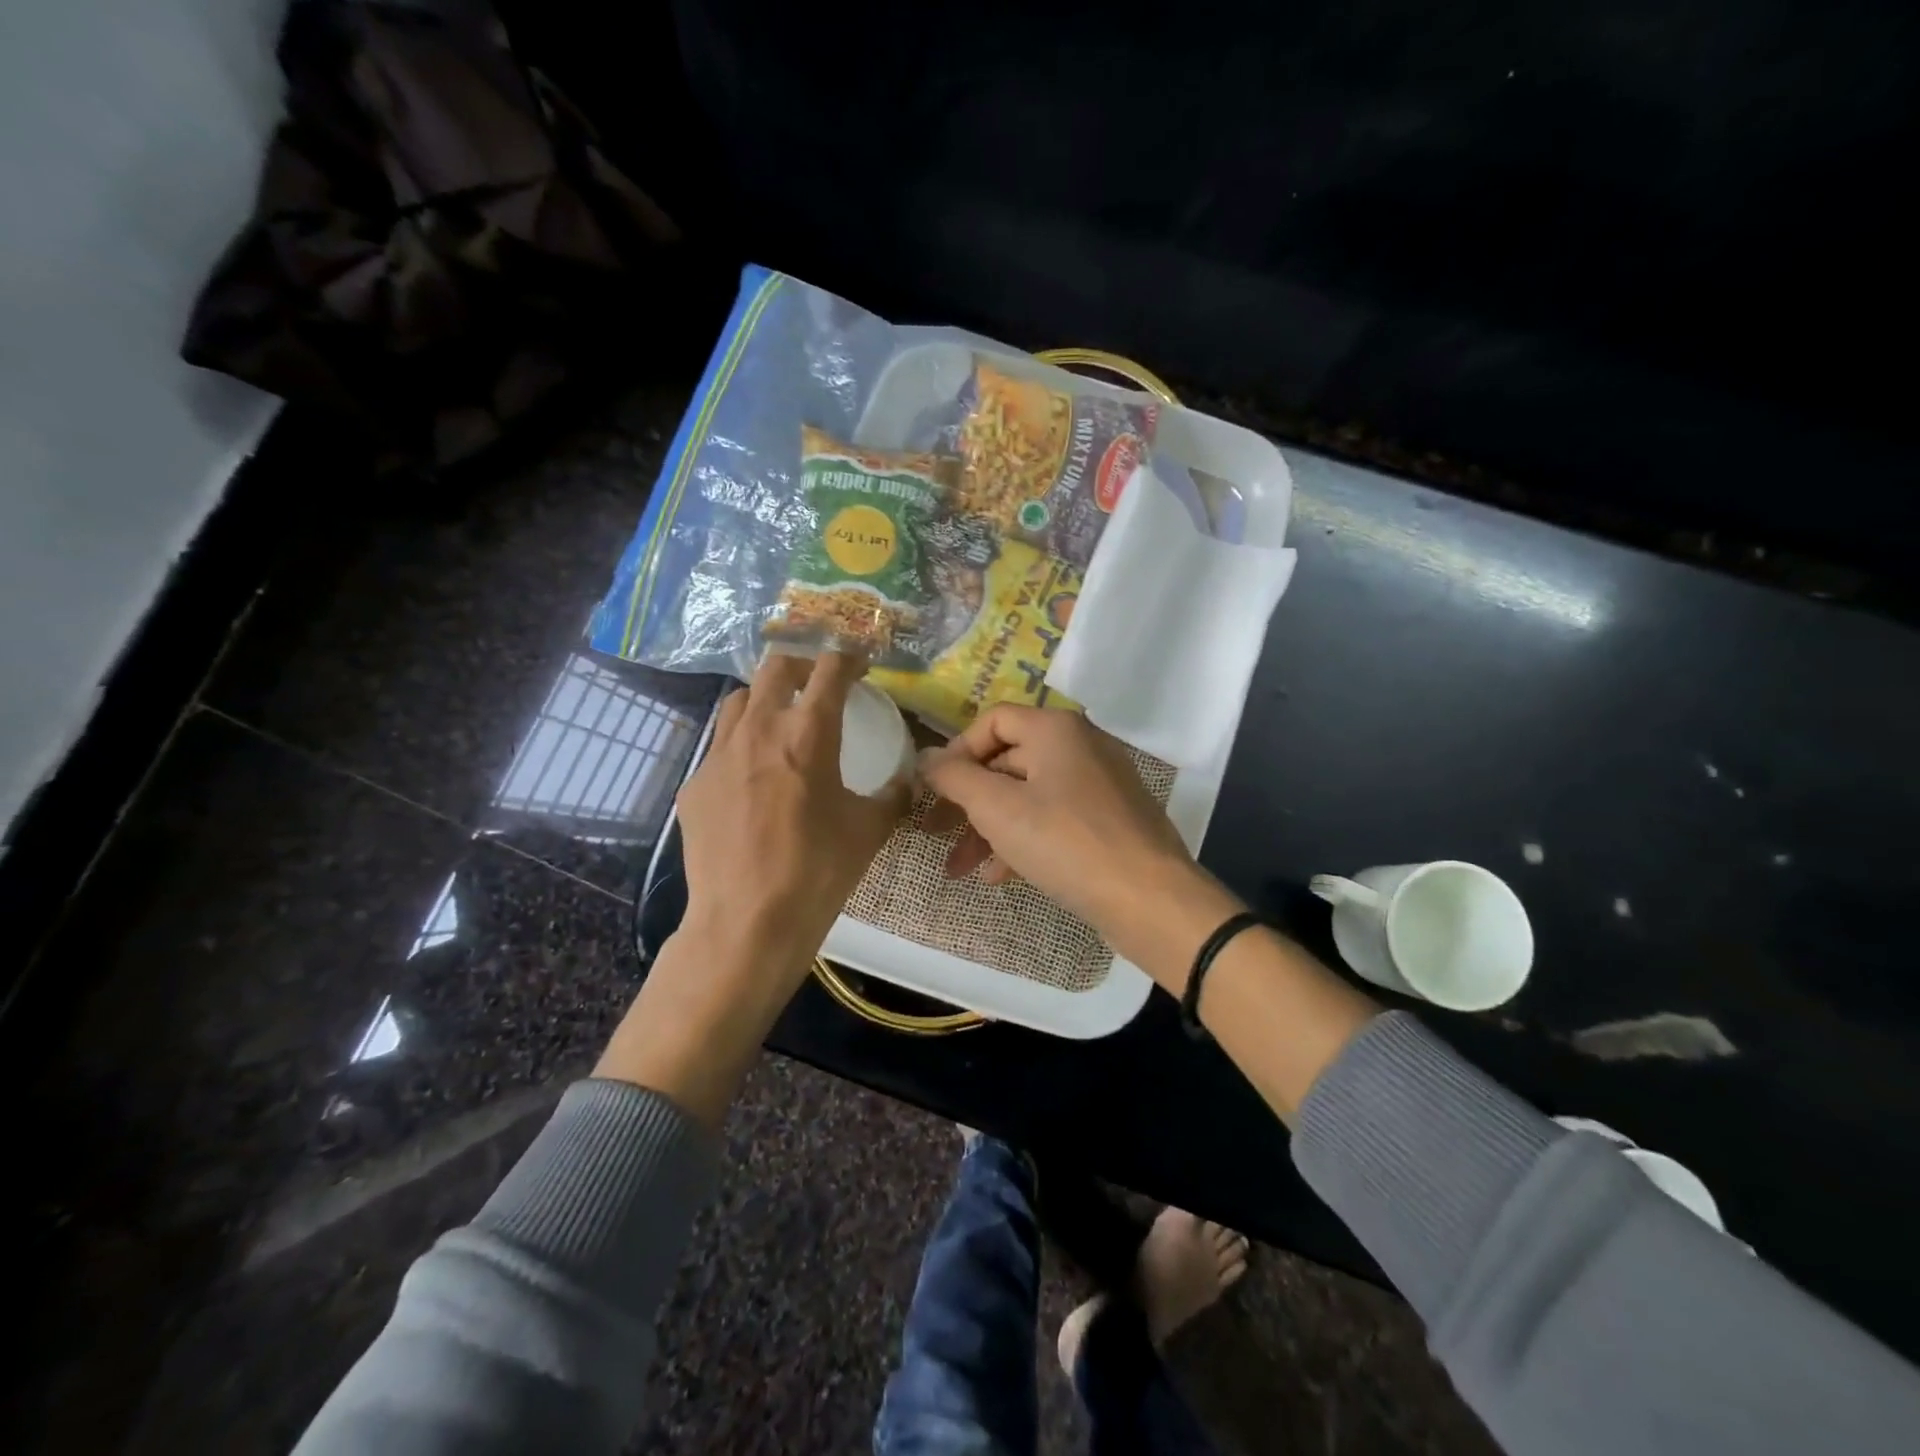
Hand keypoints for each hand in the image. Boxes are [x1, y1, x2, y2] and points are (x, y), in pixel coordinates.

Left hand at [596, 650, 907, 1124]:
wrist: (747, 923)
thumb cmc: (818, 872)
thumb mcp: (869, 831)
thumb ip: (894, 795)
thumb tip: (910, 779)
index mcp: (808, 734)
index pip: (830, 670)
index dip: (849, 656)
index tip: (861, 661)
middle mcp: (759, 730)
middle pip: (776, 667)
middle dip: (803, 664)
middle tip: (821, 682)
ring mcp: (718, 756)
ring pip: (739, 700)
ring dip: (765, 698)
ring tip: (782, 721)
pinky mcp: (694, 785)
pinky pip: (719, 747)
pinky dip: (741, 745)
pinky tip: (753, 780)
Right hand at [918, 705, 1243, 985]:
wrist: (1149, 899)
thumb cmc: (1066, 842)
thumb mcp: (997, 809)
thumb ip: (955, 778)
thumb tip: (926, 758)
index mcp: (1056, 729)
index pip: (992, 721)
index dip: (957, 751)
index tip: (936, 790)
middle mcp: (1080, 746)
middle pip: (1008, 761)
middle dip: (968, 800)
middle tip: (937, 832)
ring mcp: (1099, 783)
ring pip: (1029, 795)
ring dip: (990, 828)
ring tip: (961, 867)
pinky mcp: (1109, 819)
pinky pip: (1054, 819)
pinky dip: (1023, 840)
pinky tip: (999, 875)